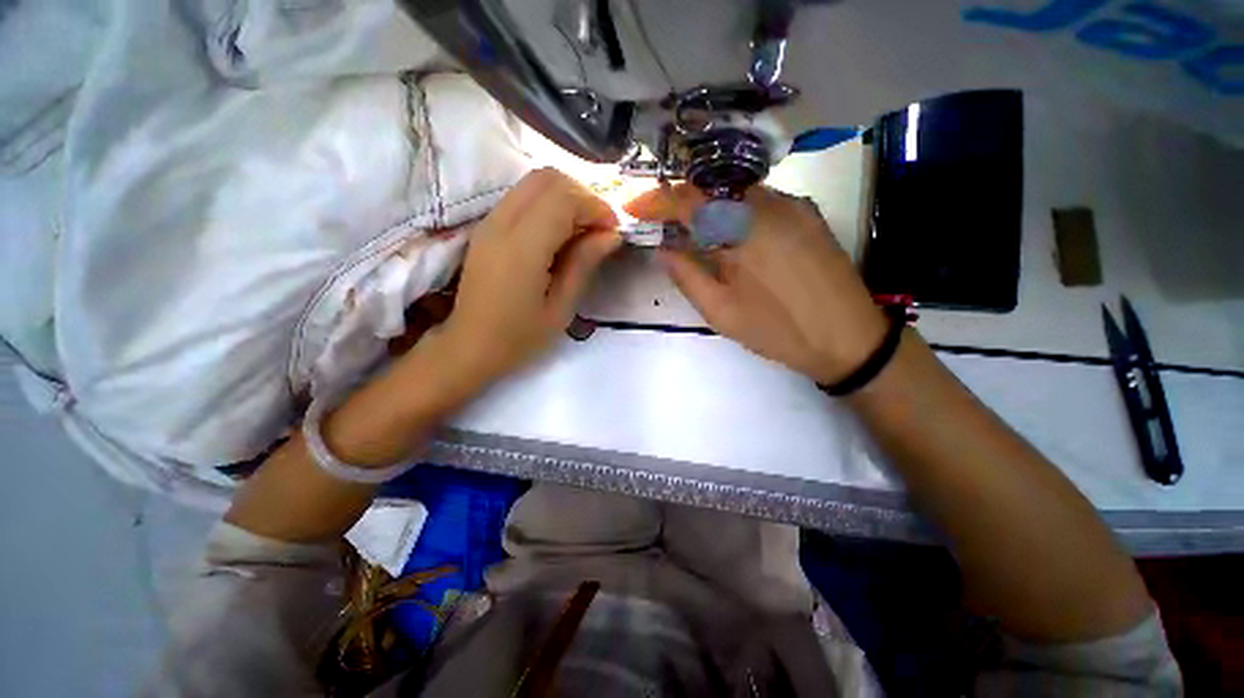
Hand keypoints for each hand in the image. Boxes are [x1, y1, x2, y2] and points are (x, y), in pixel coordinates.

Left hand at [438, 168, 620, 389]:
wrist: (469, 346)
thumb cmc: (519, 336)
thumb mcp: (561, 307)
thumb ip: (584, 264)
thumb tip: (611, 235)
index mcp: (522, 247)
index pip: (563, 198)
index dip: (595, 207)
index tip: (612, 232)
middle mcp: (502, 223)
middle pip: (547, 178)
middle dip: (582, 196)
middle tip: (599, 228)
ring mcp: (490, 221)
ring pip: (533, 182)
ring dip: (566, 198)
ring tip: (583, 231)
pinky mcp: (487, 227)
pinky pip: (522, 197)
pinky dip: (548, 205)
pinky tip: (560, 233)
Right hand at [625, 184, 885, 384]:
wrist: (847, 337)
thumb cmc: (777, 329)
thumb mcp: (720, 312)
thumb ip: (686, 275)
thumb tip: (663, 249)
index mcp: (741, 229)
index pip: (688, 200)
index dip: (657, 201)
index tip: (635, 207)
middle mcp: (768, 204)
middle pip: (712, 189)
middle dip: (682, 202)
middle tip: (664, 223)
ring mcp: (793, 204)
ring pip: (737, 193)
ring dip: (710, 207)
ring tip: (696, 232)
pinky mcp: (808, 213)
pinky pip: (761, 201)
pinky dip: (737, 210)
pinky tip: (733, 235)